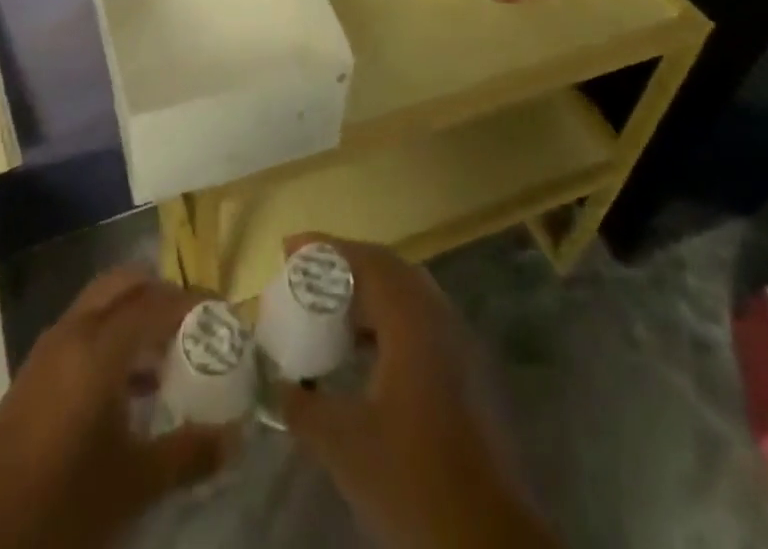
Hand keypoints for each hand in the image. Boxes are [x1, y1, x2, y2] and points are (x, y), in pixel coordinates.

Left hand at [0, 268, 230, 548]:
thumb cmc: (64, 506)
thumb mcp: (134, 484)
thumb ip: (188, 454)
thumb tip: (234, 437)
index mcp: (99, 346)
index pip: (157, 302)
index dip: (193, 302)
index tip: (223, 312)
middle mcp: (73, 331)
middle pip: (124, 284)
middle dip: (161, 293)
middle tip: (192, 322)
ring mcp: (48, 348)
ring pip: (100, 303)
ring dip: (134, 314)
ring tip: (167, 354)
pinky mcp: (34, 371)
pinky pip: (82, 328)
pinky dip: (110, 335)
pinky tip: (128, 386)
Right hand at [277, 236, 556, 548]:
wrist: (489, 543)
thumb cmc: (413, 479)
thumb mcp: (343, 444)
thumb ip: (302, 406)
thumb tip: (278, 387)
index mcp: (413, 319)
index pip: (367, 260)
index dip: (326, 249)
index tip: (288, 249)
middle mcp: (440, 319)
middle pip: (389, 270)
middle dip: (346, 266)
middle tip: (307, 275)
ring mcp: (460, 346)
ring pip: (408, 297)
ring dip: (368, 295)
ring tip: (329, 311)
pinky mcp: (468, 375)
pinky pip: (421, 323)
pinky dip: (387, 322)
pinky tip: (364, 354)